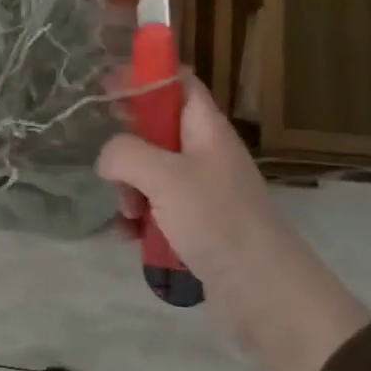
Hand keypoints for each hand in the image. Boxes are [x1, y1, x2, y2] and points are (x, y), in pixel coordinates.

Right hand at [97, 75, 295, 279]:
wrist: (263, 293)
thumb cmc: (217, 220)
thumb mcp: (165, 177)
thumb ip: (126, 154)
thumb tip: (107, 157)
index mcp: (206, 129)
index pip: (179, 83)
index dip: (145, 77)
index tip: (108, 87)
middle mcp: (205, 154)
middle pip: (158, 130)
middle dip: (128, 145)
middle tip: (109, 162)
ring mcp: (202, 192)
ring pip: (152, 174)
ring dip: (130, 189)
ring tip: (127, 212)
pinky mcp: (196, 227)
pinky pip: (157, 210)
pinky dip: (140, 220)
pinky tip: (129, 237)